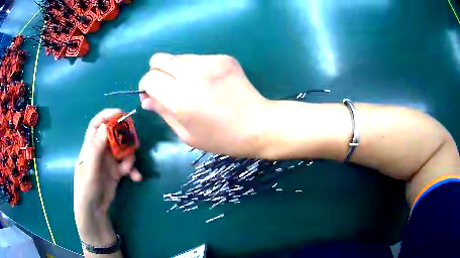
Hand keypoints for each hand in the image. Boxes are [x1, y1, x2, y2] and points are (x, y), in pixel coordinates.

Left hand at [74, 109, 141, 245]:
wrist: (94, 210)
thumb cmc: (86, 189)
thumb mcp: (89, 170)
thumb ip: (96, 149)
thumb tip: (105, 127)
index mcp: (90, 147)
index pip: (96, 125)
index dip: (107, 116)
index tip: (120, 114)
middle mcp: (100, 151)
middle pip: (114, 136)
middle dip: (125, 138)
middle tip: (135, 143)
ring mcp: (109, 162)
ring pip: (123, 151)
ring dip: (129, 158)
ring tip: (129, 170)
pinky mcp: (116, 172)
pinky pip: (127, 166)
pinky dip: (133, 170)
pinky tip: (136, 178)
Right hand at [139, 53, 269, 156]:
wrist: (258, 125)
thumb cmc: (221, 138)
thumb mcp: (186, 134)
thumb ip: (163, 112)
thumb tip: (146, 99)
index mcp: (180, 100)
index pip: (149, 79)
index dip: (145, 85)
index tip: (151, 93)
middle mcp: (192, 75)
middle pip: (159, 59)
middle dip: (156, 72)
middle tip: (166, 86)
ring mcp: (209, 63)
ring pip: (178, 57)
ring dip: (176, 70)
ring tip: (192, 86)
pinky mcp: (223, 58)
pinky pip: (198, 58)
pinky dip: (196, 69)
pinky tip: (209, 82)